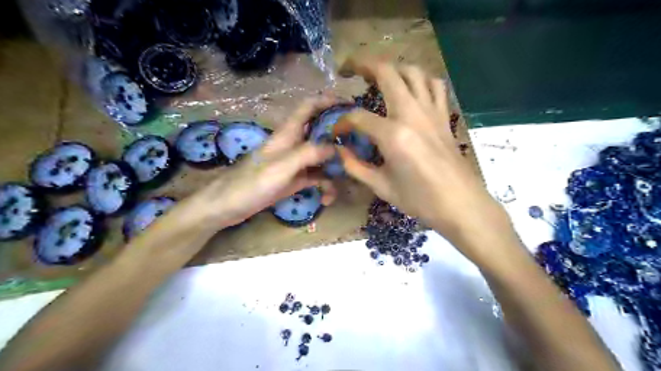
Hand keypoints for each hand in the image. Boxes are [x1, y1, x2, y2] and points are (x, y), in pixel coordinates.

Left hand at [189, 96, 337, 228]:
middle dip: (340, 138)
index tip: (351, 105)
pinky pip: (317, 178)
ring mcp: (295, 163)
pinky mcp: (295, 179)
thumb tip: (336, 147)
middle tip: (360, 147)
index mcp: (288, 133)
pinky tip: (327, 199)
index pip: (309, 107)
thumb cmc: (251, 182)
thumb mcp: (282, 166)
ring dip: (335, 167)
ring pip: (322, 158)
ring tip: (347, 178)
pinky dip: (325, 186)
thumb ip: (309, 153)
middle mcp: (294, 144)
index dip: (328, 101)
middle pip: (321, 132)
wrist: (229, 206)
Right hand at [336, 61, 515, 256]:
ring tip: (378, 76)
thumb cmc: (420, 200)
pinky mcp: (444, 115)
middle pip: (386, 73)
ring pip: (412, 72)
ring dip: (392, 68)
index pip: (358, 117)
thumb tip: (340, 152)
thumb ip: (355, 167)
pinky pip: (434, 85)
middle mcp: (412, 114)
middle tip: (349, 70)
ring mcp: (431, 111)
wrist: (461, 204)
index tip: (337, 133)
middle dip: (363, 65)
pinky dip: (420, 80)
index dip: (342, 123)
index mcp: (393, 135)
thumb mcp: (381, 187)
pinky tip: (411, 89)